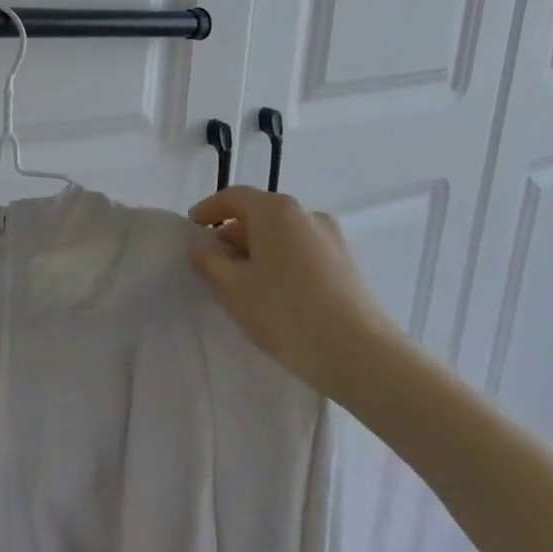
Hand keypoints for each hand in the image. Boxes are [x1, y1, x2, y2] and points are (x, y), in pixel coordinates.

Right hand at [188, 186, 400, 396]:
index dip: (208, 210)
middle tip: (213, 264)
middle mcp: (306, 214)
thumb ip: (209, 261)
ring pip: (281, 234)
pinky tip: (275, 294)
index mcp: (276, 210)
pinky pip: (301, 251)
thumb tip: (202, 247)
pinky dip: (280, 261)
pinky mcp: (345, 263)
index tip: (192, 229)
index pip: (233, 197)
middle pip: (259, 214)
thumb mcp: (234, 288)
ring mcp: (330, 238)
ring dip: (257, 251)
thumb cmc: (287, 313)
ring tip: (243, 283)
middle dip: (232, 235)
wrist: (361, 354)